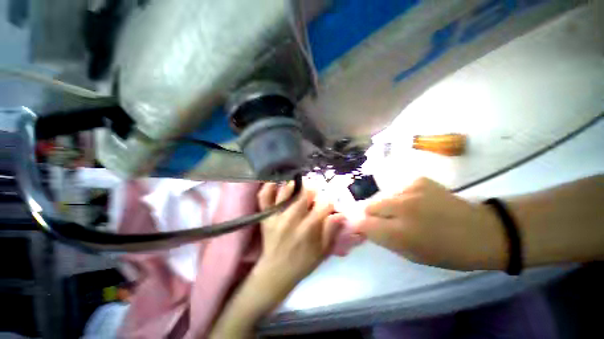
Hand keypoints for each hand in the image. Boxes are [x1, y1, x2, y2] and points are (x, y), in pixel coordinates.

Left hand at [252, 182, 337, 302]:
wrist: (276, 272)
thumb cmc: (303, 262)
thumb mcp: (323, 251)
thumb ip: (332, 231)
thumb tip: (341, 214)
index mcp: (309, 227)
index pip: (324, 203)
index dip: (328, 201)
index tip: (327, 204)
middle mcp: (293, 218)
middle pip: (305, 192)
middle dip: (313, 190)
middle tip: (313, 195)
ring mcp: (276, 215)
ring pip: (286, 190)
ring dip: (295, 185)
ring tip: (299, 188)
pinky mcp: (265, 216)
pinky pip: (264, 197)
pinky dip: (268, 187)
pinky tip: (275, 183)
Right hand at [349, 177, 506, 270]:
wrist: (482, 231)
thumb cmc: (447, 252)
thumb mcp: (411, 254)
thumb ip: (383, 239)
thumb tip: (363, 226)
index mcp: (400, 233)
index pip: (364, 224)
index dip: (361, 226)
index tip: (363, 228)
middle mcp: (401, 208)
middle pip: (369, 206)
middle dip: (372, 215)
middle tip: (386, 221)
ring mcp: (410, 190)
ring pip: (382, 197)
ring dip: (387, 206)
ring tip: (404, 212)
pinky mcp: (418, 180)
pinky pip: (397, 189)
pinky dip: (400, 197)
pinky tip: (416, 202)